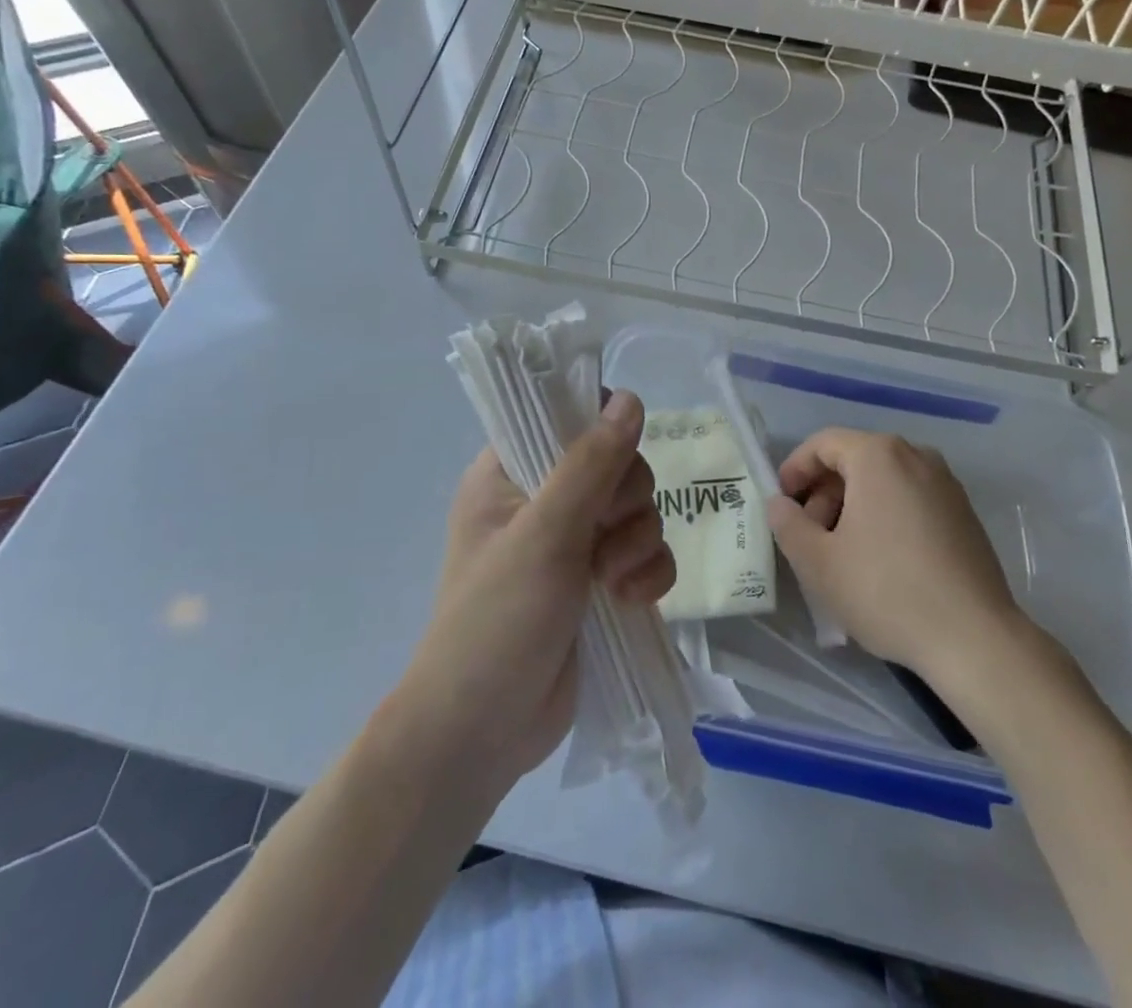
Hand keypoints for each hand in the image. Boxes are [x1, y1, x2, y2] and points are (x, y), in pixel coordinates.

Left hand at [402, 391, 675, 786]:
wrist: (483, 733)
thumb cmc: (496, 621)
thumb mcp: (544, 535)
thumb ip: (591, 464)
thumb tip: (629, 398)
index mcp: (510, 473)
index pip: (564, 417)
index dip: (600, 429)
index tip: (614, 459)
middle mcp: (544, 500)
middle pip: (617, 463)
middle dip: (625, 501)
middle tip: (604, 535)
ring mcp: (575, 543)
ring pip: (638, 510)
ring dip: (638, 543)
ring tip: (612, 582)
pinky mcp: (602, 583)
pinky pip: (648, 554)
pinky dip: (648, 574)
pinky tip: (630, 601)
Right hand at [765, 429, 1022, 681]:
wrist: (975, 639)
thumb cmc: (886, 591)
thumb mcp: (818, 562)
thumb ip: (788, 524)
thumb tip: (779, 504)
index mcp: (879, 456)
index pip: (823, 443)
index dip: (795, 469)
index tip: (782, 503)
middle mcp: (916, 456)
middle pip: (855, 460)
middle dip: (824, 493)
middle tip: (809, 535)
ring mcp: (946, 484)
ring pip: (884, 481)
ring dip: (853, 506)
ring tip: (841, 552)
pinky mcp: (964, 514)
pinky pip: (911, 499)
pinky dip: (885, 516)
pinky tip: (881, 561)